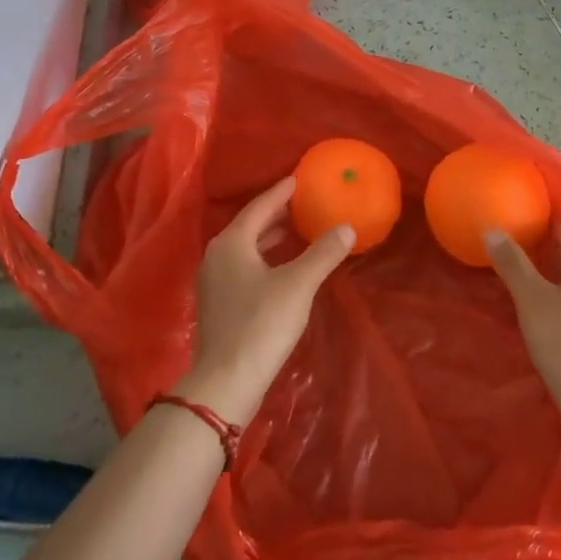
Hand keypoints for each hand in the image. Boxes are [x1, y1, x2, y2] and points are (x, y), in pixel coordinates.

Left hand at [177, 177, 353, 425]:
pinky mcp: (219, 303)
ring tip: (296, 230)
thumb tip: (346, 227)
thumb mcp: (298, 285)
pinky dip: (264, 258)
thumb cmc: (261, 324)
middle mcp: (217, 256)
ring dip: (269, 237)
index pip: (258, 207)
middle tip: (301, 202)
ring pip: (245, 248)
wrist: (227, 380)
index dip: (280, 193)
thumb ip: (323, 253)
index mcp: (231, 243)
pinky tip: (282, 267)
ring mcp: (214, 281)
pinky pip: (243, 266)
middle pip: (249, 225)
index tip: (298, 179)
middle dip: (275, 214)